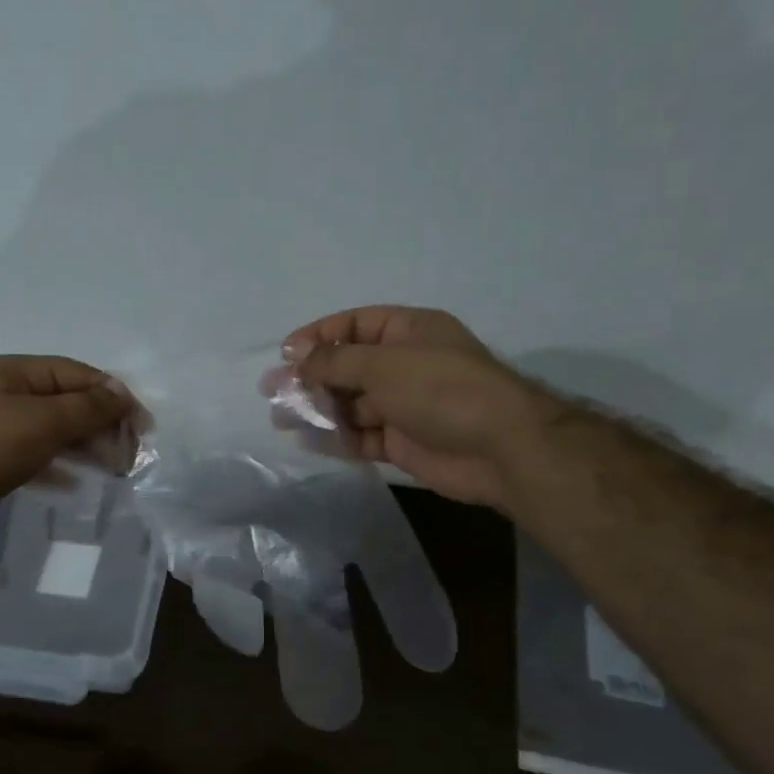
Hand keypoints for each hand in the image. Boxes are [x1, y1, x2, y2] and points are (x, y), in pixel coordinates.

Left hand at [0, 355, 131, 545]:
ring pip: (56, 432)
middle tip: (131, 457)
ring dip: (88, 448)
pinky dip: (61, 469)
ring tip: (116, 471)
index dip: (116, 397)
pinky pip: (38, 459)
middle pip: (70, 403)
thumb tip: (123, 393)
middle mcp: (10, 395)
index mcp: (19, 373)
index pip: (80, 375)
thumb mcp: (41, 421)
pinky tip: (79, 486)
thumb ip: (87, 407)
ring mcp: (0, 429)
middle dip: (104, 425)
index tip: (144, 428)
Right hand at [285, 305, 533, 511]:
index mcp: (407, 332)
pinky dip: (337, 438)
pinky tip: (310, 441)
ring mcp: (403, 405)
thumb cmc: (441, 390)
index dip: (317, 336)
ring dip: (318, 410)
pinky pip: (361, 436)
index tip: (285, 356)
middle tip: (273, 392)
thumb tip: (296, 357)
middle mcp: (404, 365)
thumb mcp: (383, 364)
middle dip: (310, 378)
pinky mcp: (402, 442)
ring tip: (282, 420)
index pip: (353, 325)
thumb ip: (335, 361)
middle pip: (347, 366)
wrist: (499, 448)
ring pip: (351, 404)